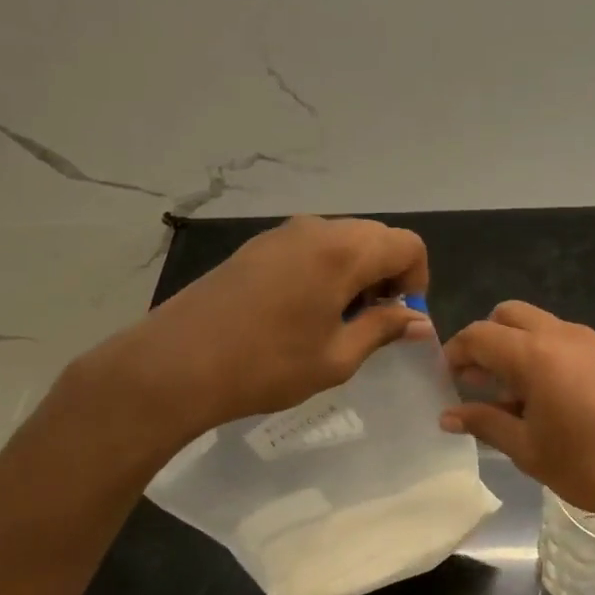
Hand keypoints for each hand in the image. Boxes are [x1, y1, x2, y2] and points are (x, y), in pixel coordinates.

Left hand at [95, 216, 431, 436]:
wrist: (176, 363)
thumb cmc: (266, 365)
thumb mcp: (336, 357)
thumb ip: (383, 329)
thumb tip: (418, 320)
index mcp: (343, 251)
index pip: (407, 245)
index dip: (417, 280)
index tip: (399, 319)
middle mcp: (316, 229)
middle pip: (374, 237)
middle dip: (386, 275)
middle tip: (369, 322)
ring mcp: (281, 234)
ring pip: (341, 240)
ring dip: (355, 273)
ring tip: (334, 321)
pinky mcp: (256, 246)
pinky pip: (310, 247)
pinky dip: (324, 270)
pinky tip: (300, 312)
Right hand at [440, 301, 594, 562]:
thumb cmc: (592, 464)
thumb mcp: (529, 450)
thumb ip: (486, 424)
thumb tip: (448, 416)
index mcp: (532, 353)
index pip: (478, 335)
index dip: (455, 354)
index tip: (445, 381)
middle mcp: (559, 334)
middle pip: (507, 315)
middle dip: (485, 341)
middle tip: (475, 381)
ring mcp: (589, 342)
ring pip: (537, 326)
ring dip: (514, 348)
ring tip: (509, 398)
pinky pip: (562, 342)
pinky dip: (541, 356)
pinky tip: (545, 401)